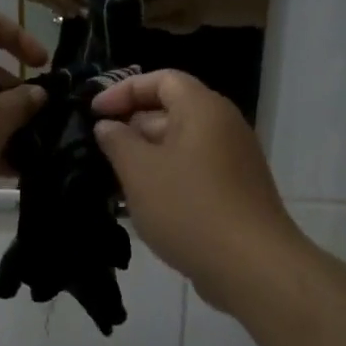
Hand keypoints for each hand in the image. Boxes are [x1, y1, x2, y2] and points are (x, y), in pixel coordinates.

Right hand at [91, 69, 303, 311]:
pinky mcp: (235, 191)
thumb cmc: (189, 207)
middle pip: (171, 111)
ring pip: (180, 145)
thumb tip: (109, 126)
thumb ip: (117, 141)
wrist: (251, 266)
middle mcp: (223, 126)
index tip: (94, 113)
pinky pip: (193, 171)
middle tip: (98, 151)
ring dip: (145, 157)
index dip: (123, 90)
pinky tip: (140, 206)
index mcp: (203, 109)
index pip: (161, 79)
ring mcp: (233, 160)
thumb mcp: (139, 171)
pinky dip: (166, 178)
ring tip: (112, 181)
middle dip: (131, 127)